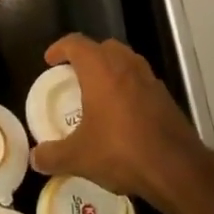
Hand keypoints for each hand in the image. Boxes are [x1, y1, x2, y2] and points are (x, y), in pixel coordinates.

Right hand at [30, 34, 204, 201]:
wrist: (177, 169)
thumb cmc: (121, 151)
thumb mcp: (78, 157)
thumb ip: (53, 156)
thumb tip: (35, 158)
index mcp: (100, 69)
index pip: (75, 43)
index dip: (59, 49)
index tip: (50, 61)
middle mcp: (125, 65)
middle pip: (103, 46)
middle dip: (87, 56)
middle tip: (74, 75)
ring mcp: (149, 79)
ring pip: (126, 61)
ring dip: (110, 69)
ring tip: (98, 92)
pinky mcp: (166, 97)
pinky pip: (141, 81)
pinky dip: (128, 87)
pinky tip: (122, 113)